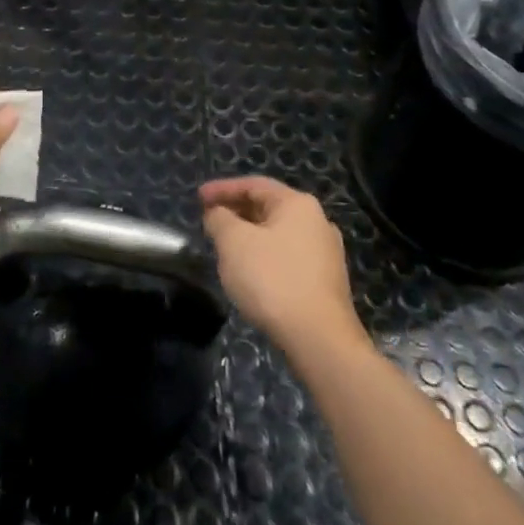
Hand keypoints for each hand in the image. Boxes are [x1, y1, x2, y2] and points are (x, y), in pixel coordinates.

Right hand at [199, 177, 360, 353]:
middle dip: (235, 212)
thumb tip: (217, 214)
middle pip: (268, 207)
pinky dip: (264, 256)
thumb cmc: (272, 279)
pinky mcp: (325, 282)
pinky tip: (249, 273)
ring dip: (249, 236)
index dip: (222, 188)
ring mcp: (325, 254)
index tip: (198, 197)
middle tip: (209, 220)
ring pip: (277, 234)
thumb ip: (219, 219)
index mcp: (297, 204)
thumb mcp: (233, 242)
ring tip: (224, 247)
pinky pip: (287, 257)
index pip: (253, 185)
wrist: (319, 339)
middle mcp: (317, 222)